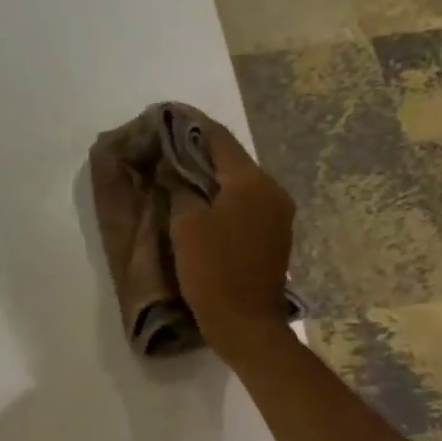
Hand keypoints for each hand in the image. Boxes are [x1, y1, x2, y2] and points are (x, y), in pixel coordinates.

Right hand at [167, 120, 296, 364]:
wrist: (246, 323)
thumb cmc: (213, 272)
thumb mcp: (186, 227)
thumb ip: (179, 190)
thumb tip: (170, 167)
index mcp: (251, 182)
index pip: (217, 139)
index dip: (189, 126)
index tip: (164, 116)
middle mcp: (271, 190)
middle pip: (230, 161)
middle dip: (197, 153)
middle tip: (164, 150)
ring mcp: (277, 214)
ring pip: (237, 184)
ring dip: (208, 178)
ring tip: (177, 177)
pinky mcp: (273, 236)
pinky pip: (243, 205)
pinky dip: (220, 200)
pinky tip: (198, 206)